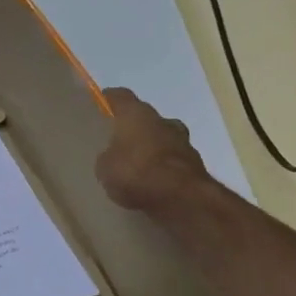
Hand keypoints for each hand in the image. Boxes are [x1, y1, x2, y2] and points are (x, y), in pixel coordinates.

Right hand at [95, 87, 212, 212]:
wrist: (182, 198)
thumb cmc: (136, 172)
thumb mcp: (105, 167)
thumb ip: (107, 156)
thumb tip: (113, 156)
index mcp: (137, 113)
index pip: (120, 96)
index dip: (108, 100)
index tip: (99, 107)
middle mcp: (162, 120)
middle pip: (145, 118)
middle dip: (133, 128)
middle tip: (118, 143)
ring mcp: (183, 141)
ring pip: (162, 139)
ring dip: (151, 149)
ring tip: (135, 167)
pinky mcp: (196, 164)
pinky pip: (172, 161)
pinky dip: (163, 168)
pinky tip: (152, 183)